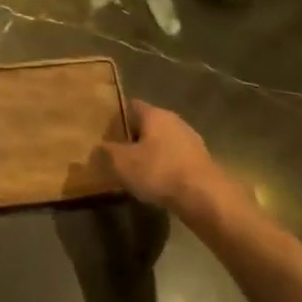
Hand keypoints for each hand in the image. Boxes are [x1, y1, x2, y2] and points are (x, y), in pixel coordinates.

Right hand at [100, 101, 234, 219]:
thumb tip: (97, 147)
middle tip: (119, 155)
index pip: (131, 106)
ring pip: (163, 141)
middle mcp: (173, 120)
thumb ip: (106, 152)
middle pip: (148, 124)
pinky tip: (159, 183)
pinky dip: (166, 165)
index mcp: (154, 114)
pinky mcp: (201, 159)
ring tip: (138, 172)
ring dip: (151, 152)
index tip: (106, 135)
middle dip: (133, 138)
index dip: (117, 119)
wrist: (204, 196)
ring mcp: (190, 139)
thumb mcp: (122, 163)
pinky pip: (176, 157)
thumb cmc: (159, 172)